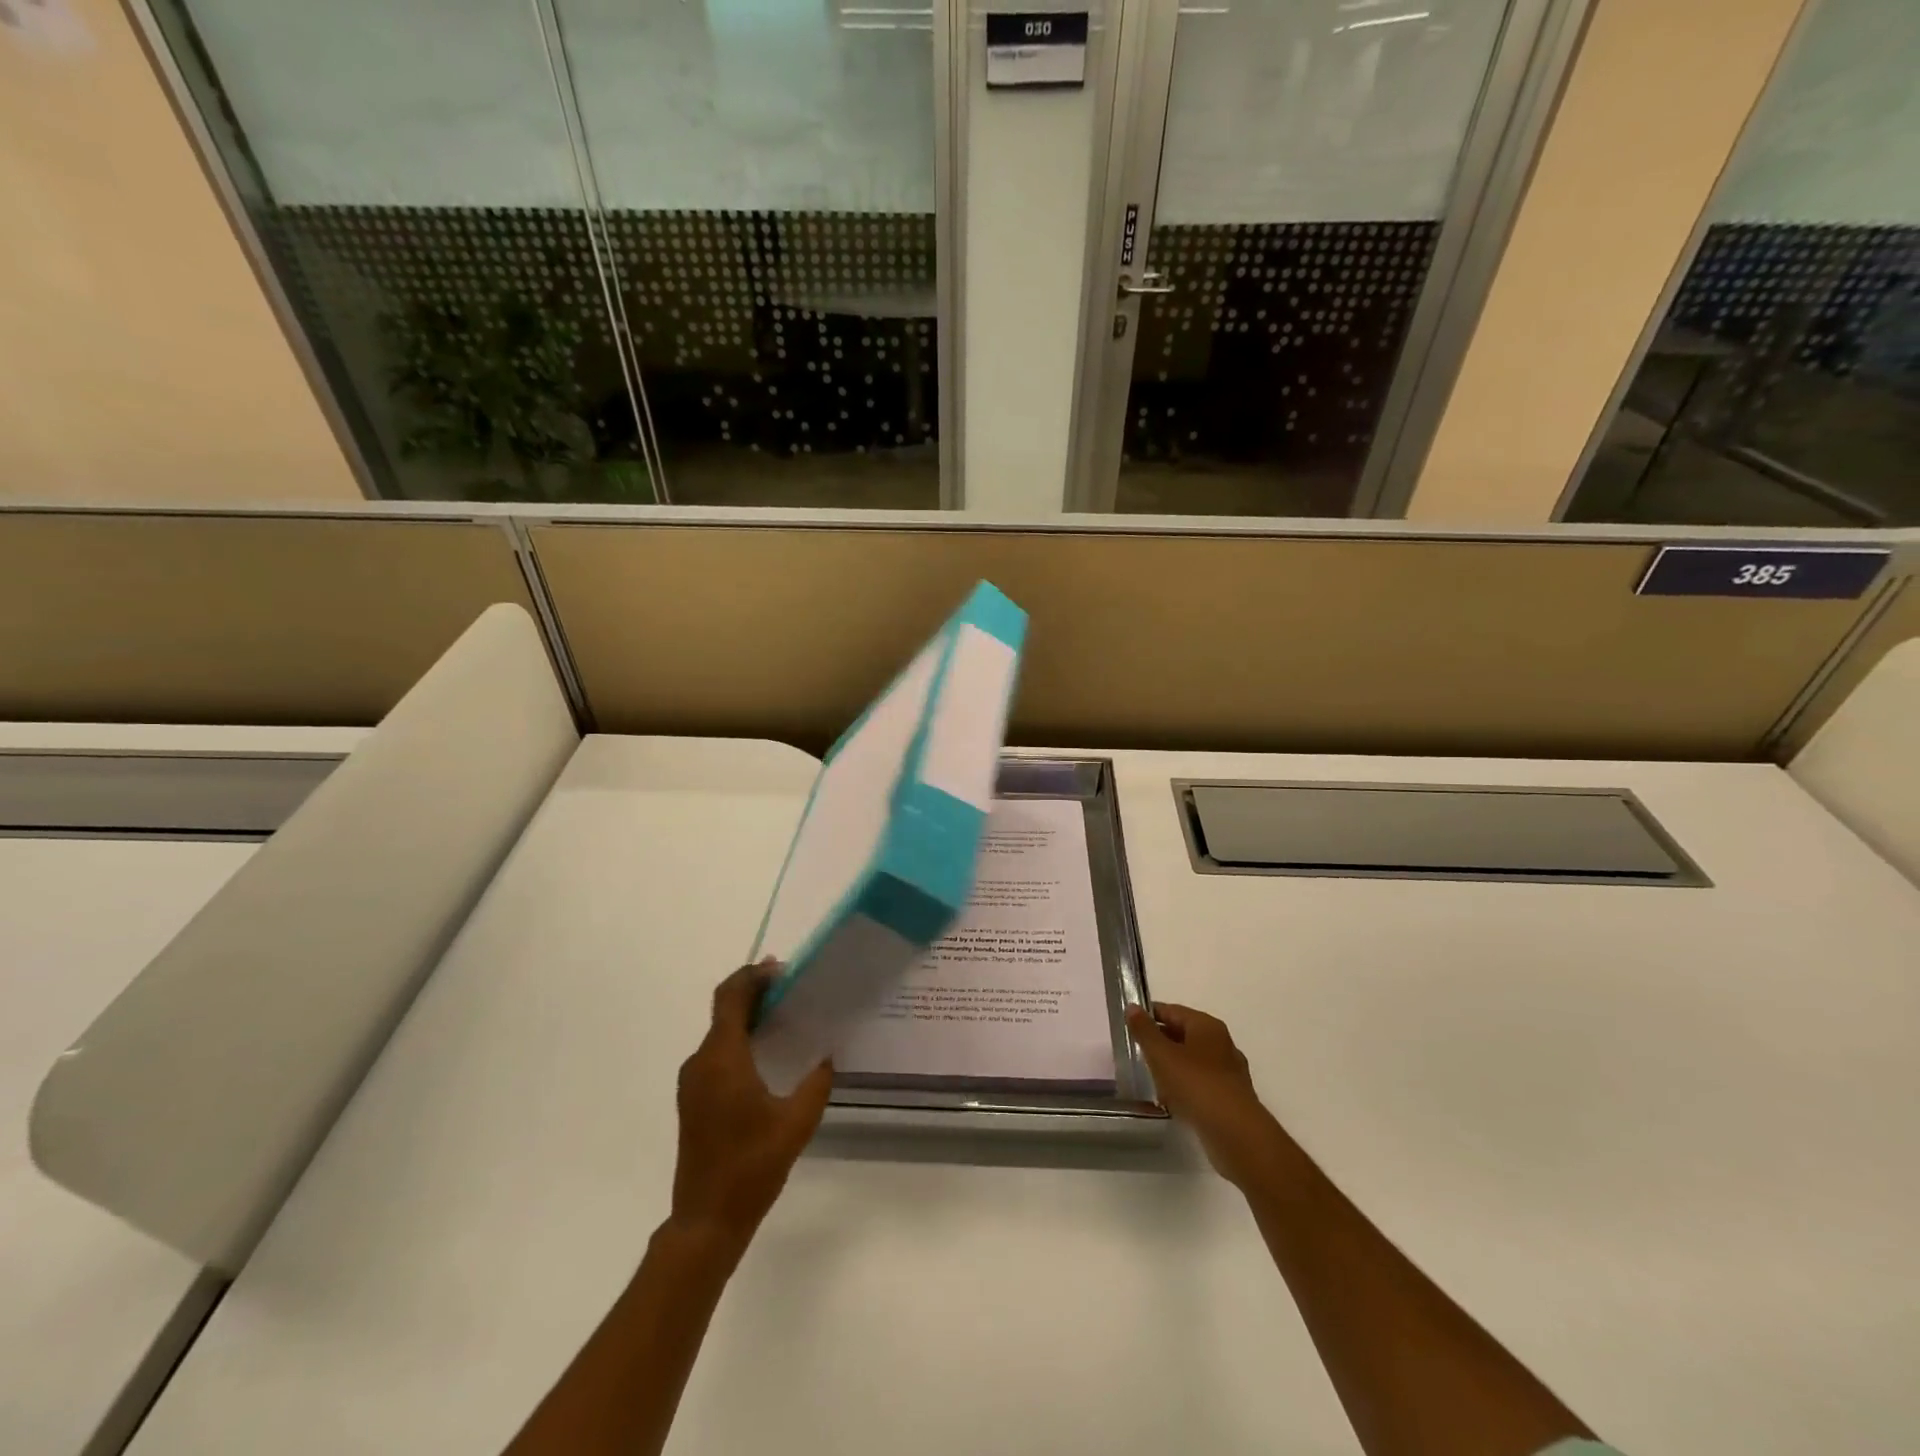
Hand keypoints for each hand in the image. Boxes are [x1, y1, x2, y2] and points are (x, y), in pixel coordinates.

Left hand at [670, 962, 833, 1255]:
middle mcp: (701, 1062)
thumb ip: (816, 1082)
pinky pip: (717, 1053)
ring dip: (748, 1016)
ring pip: (720, 1032)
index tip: (784, 970)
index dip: (754, 975)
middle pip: (725, 1010)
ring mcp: (693, 1082)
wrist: (706, 1221)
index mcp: (722, 1059)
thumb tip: (826, 1055)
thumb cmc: (751, 1167)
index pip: (731, 996)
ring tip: (786, 1016)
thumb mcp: (796, 1122)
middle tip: (793, 989)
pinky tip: (768, 1053)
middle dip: (756, 992)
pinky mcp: (694, 1099)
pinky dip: (740, 1039)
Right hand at [1126, 1001, 1287, 1188]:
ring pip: (1192, 1060)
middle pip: (1183, 1034)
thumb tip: (1132, 1007)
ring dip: (1171, 1066)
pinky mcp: (1229, 1097)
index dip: (1149, 1015)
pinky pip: (1200, 1083)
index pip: (1172, 1011)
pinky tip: (1169, 1100)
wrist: (1236, 1135)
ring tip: (1148, 1077)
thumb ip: (1145, 1031)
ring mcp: (1228, 1072)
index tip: (1128, 1025)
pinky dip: (1184, 1087)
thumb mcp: (1162, 1055)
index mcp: (1206, 1026)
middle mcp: (1221, 1043)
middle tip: (1135, 1051)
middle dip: (1160, 1041)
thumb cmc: (1196, 1085)